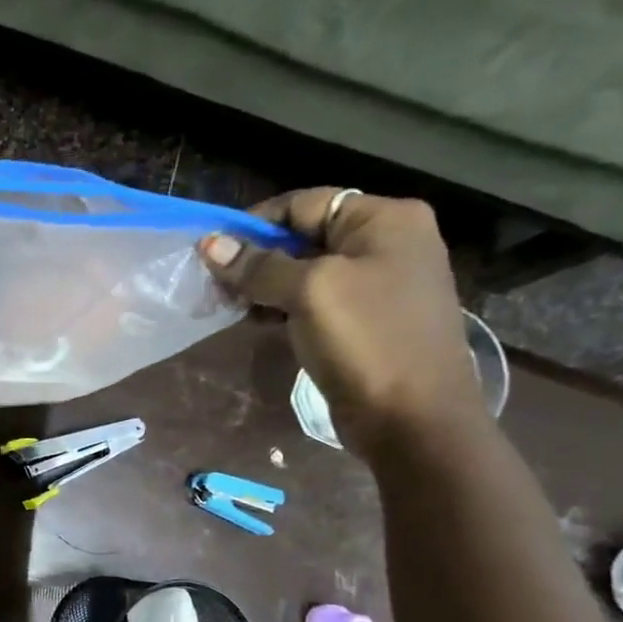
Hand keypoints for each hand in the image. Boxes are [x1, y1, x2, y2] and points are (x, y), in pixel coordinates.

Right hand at [199, 188, 484, 456]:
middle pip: (304, 235)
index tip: (212, 254)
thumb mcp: (308, 292)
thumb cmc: (365, 341)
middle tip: (215, 285)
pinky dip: (283, 306)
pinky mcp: (367, 318)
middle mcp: (387, 242)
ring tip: (230, 307)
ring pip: (306, 270)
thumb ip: (258, 266)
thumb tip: (210, 243)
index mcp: (384, 220)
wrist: (413, 417)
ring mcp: (380, 282)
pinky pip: (316, 299)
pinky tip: (257, 322)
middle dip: (256, 258)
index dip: (254, 225)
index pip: (304, 204)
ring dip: (264, 285)